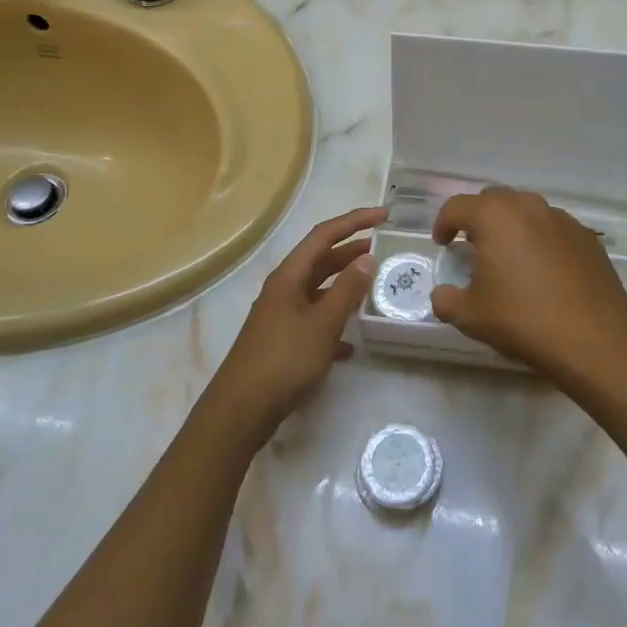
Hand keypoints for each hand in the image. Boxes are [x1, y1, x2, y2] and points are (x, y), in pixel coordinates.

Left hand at [206, 205, 386, 444]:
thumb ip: (347, 290)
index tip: (385, 216)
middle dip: (352, 250)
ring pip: (319, 290)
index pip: (325, 234)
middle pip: (321, 259)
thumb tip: (366, 257)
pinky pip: (314, 322)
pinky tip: (352, 344)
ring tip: (375, 286)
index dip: (355, 220)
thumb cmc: (283, 360)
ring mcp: (281, 316)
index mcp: (289, 276)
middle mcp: (284, 289)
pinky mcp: (282, 342)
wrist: (240, 411)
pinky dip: (334, 324)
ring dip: (345, 286)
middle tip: (385, 248)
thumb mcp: (322, 324)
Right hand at [431, 188, 626, 376]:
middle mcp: (528, 206)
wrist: (594, 338)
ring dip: (511, 227)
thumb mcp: (471, 316)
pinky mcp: (586, 236)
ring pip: (526, 211)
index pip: (457, 207)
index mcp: (494, 216)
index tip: (442, 244)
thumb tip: (442, 295)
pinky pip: (553, 228)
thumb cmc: (523, 319)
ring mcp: (561, 218)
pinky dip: (540, 240)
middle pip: (493, 200)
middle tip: (473, 247)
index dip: (443, 224)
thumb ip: (447, 300)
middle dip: (478, 219)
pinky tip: (543, 271)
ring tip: (510, 258)